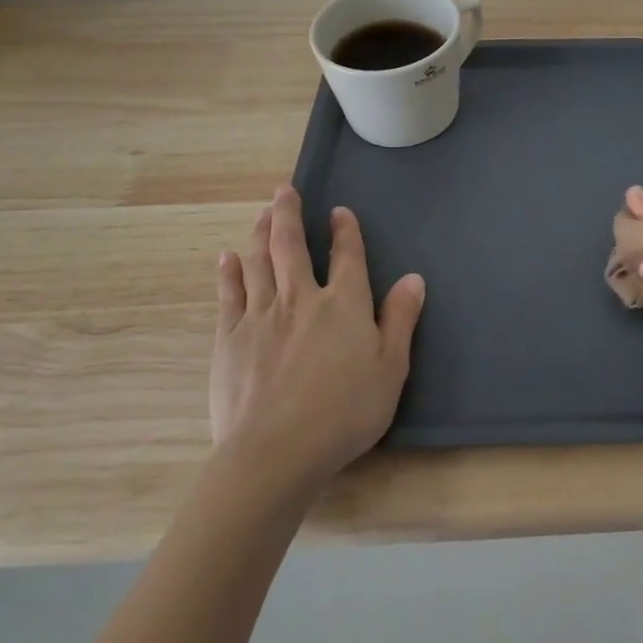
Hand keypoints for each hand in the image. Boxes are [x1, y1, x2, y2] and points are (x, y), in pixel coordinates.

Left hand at [210, 186, 425, 482]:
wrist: (275, 451)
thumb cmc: (344, 412)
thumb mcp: (390, 368)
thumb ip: (401, 319)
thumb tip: (414, 278)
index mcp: (344, 305)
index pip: (346, 256)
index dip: (344, 231)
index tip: (339, 211)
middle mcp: (300, 299)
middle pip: (291, 246)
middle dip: (289, 214)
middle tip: (284, 190)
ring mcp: (260, 316)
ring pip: (258, 262)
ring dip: (260, 232)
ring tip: (261, 213)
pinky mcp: (229, 339)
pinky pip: (229, 295)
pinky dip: (229, 272)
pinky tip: (228, 258)